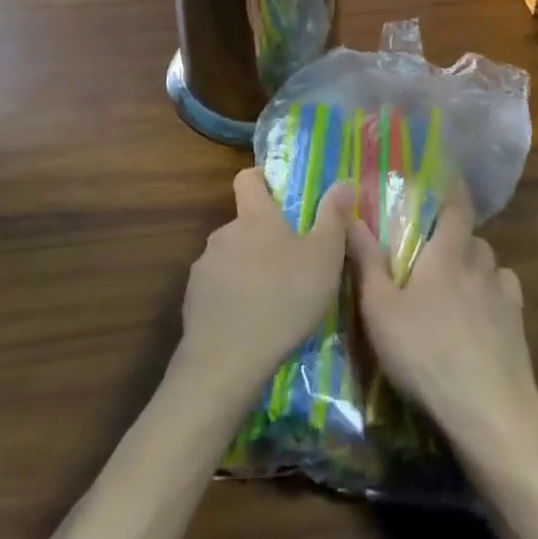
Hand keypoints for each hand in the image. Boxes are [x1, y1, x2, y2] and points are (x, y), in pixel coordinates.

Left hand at [179, 170, 351, 396]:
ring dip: (247, 267)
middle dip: (263, 236)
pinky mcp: (193, 298)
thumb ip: (333, 217)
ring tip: (270, 298)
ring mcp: (205, 265)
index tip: (278, 193)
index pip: (248, 178)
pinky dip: (231, 295)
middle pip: (243, 222)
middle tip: (289, 263)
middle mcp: (224, 232)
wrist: (227, 360)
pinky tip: (247, 321)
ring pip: (230, 255)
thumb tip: (344, 181)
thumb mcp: (324, 258)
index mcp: (255, 217)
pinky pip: (216, 286)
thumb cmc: (283, 299)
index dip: (261, 179)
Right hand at [347, 187, 537, 464]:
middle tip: (431, 249)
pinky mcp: (519, 329)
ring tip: (454, 286)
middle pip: (472, 237)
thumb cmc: (427, 354)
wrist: (491, 416)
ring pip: (490, 266)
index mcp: (447, 253)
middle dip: (454, 236)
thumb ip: (365, 261)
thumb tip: (350, 214)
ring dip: (474, 267)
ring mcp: (505, 297)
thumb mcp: (380, 310)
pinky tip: (479, 317)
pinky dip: (492, 296)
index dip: (452, 187)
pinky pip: (505, 296)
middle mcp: (480, 265)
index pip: (457, 204)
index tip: (444, 175)